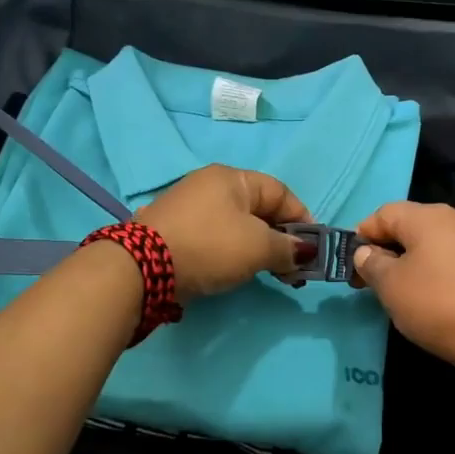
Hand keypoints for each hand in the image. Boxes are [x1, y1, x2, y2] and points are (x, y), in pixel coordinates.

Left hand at [135, 165, 313, 300]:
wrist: (142, 266)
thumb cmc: (210, 246)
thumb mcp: (258, 247)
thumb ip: (287, 248)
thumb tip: (305, 252)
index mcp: (232, 178)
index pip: (280, 192)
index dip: (302, 218)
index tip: (312, 248)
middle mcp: (209, 184)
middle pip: (258, 209)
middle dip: (280, 238)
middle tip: (292, 269)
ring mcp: (188, 206)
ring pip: (236, 225)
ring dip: (258, 248)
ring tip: (268, 275)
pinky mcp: (173, 230)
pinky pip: (215, 237)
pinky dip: (231, 252)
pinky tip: (234, 271)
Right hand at [350, 201, 454, 370]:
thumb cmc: (437, 304)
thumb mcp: (391, 285)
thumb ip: (372, 263)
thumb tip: (366, 252)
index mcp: (426, 216)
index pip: (383, 213)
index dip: (362, 236)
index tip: (352, 267)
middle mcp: (454, 219)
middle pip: (408, 226)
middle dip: (385, 250)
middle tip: (371, 283)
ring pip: (430, 244)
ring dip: (409, 264)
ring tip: (399, 294)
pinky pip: (451, 261)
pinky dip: (434, 274)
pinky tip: (431, 300)